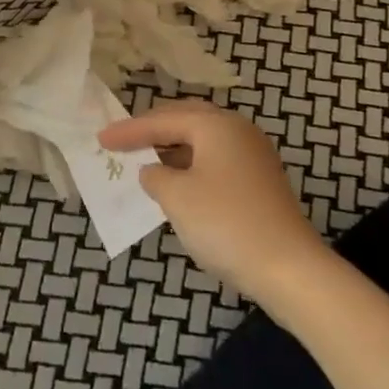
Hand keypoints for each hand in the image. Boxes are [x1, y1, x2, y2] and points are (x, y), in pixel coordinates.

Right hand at [98, 99, 327, 305]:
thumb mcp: (177, 197)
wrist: (289, 268)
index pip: (162, 121)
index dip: (128, 131)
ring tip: (146, 158)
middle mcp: (237, 130)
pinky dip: (191, 163)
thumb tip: (154, 170)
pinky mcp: (260, 180)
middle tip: (125, 139)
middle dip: (153, 129)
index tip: (100, 139)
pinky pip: (216, 159)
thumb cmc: (225, 223)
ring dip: (173, 147)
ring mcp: (253, 155)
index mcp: (216, 125)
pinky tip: (177, 181)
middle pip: (186, 119)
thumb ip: (155, 176)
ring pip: (203, 139)